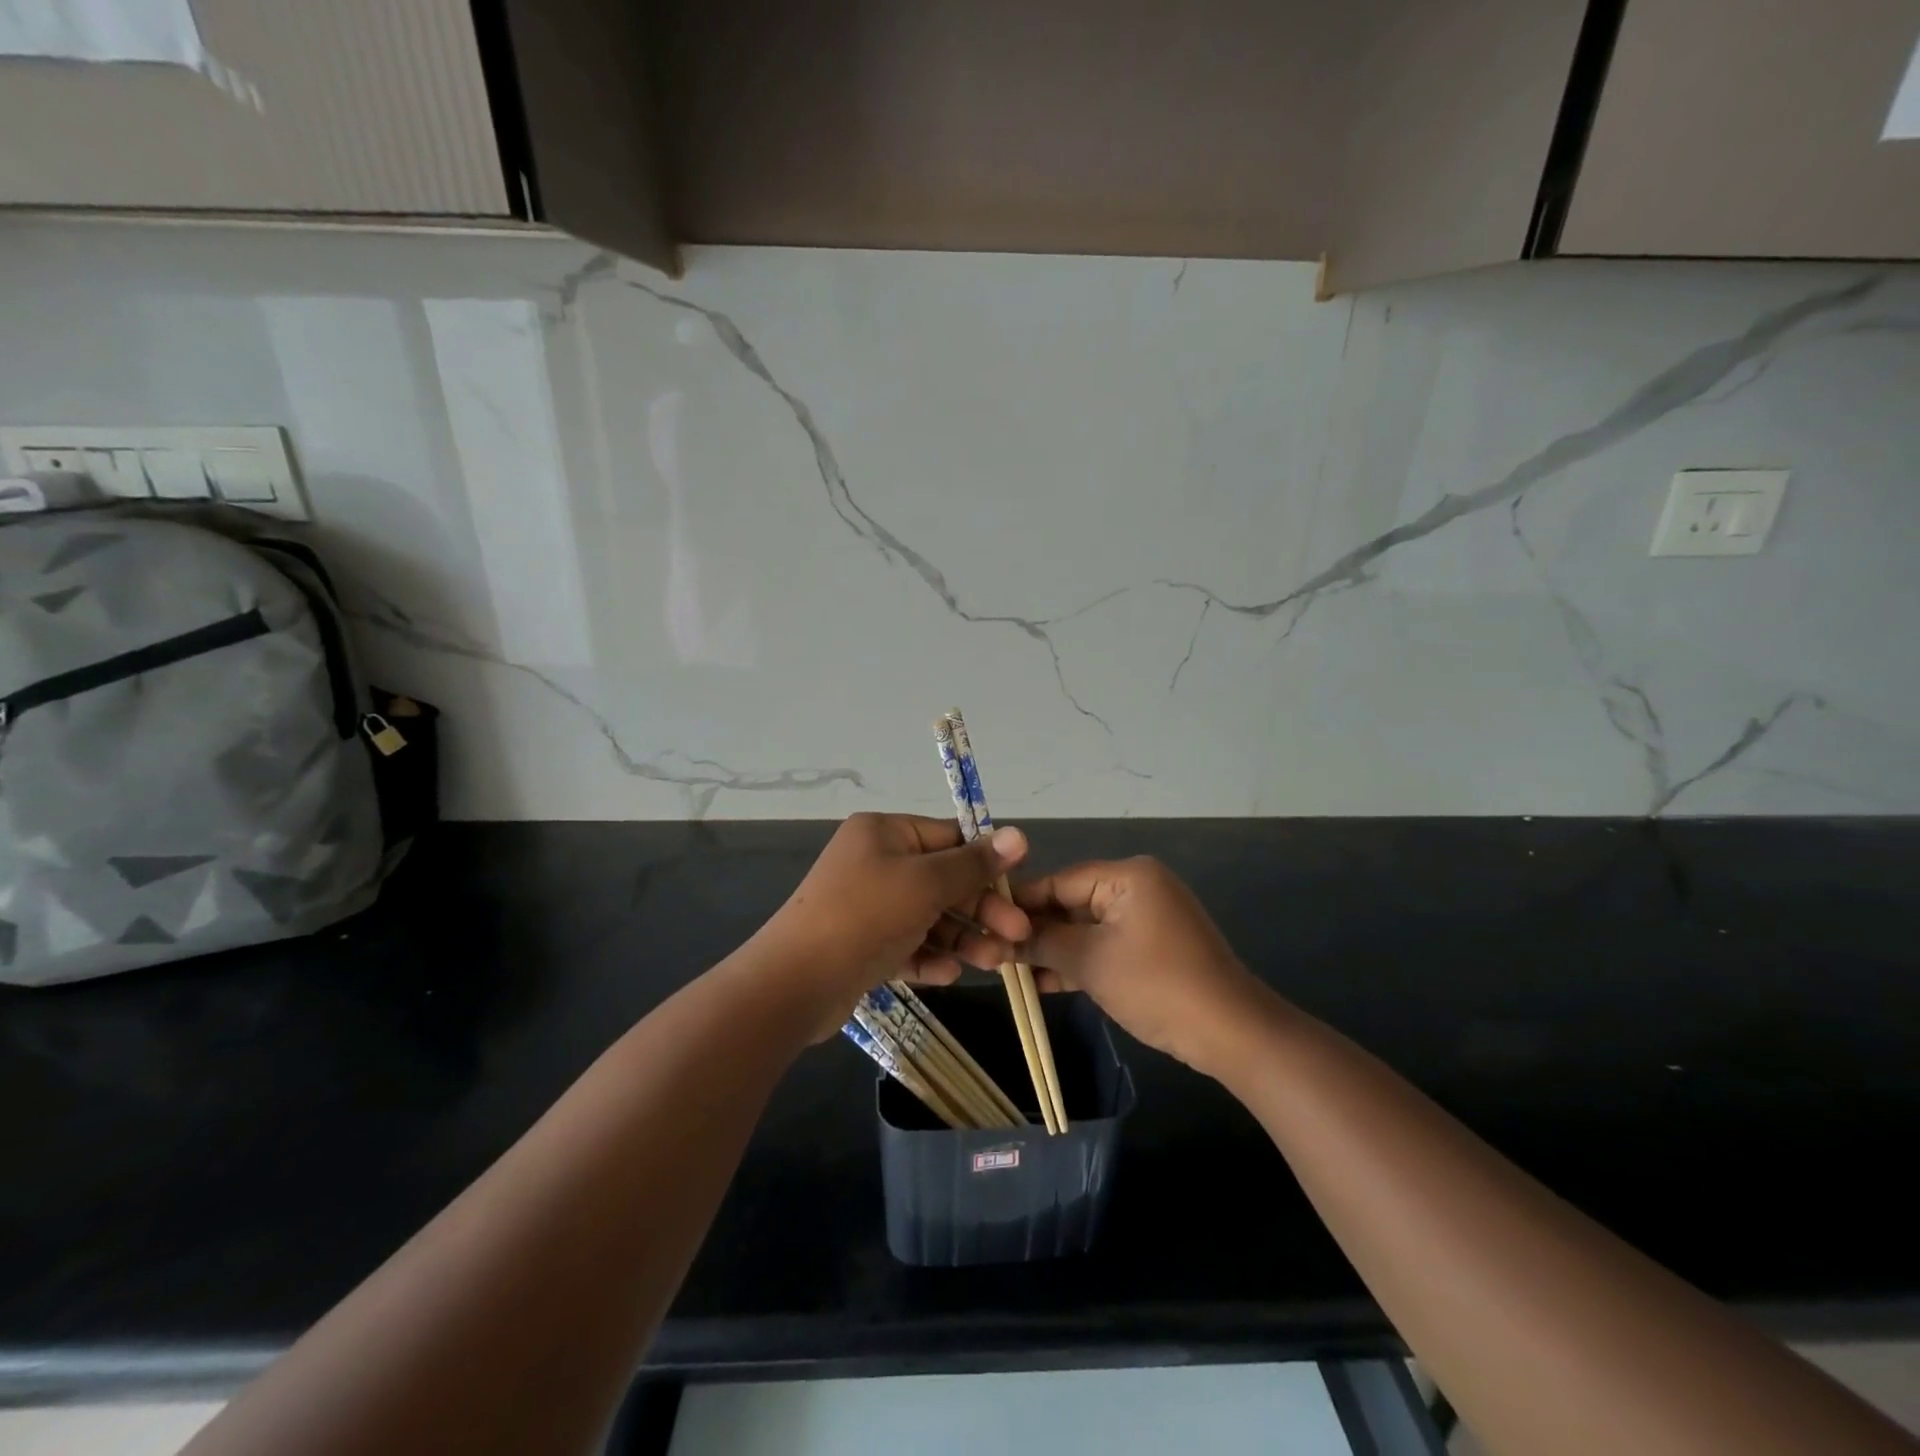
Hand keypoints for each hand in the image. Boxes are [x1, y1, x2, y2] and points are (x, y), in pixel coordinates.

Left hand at [756, 813, 1030, 1033]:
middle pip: (943, 880)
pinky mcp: (863, 945)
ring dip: (962, 938)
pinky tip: (948, 975)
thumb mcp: (926, 883)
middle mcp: (875, 862)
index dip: (987, 862)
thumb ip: (974, 864)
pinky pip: (906, 945)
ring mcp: (868, 905)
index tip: (1021, 887)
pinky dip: (928, 957)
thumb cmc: (865, 916)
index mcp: (885, 832)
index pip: (949, 838)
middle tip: (1018, 936)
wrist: (794, 983)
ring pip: (928, 917)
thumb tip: (1019, 835)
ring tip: (995, 963)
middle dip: (980, 909)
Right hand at [1014, 857, 1269, 1077]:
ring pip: (1086, 928)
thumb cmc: (1156, 985)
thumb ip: (1042, 943)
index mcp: (1127, 876)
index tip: (983, 921)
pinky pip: (1105, 945)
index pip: (1059, 881)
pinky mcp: (1153, 947)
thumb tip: (1000, 938)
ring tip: (1008, 969)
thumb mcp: (1090, 962)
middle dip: (1035, 930)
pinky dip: (1078, 962)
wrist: (1231, 1033)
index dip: (1020, 903)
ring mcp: (1147, 918)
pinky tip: (1041, 983)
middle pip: (1071, 903)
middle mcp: (1138, 887)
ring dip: (1053, 950)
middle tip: (992, 950)